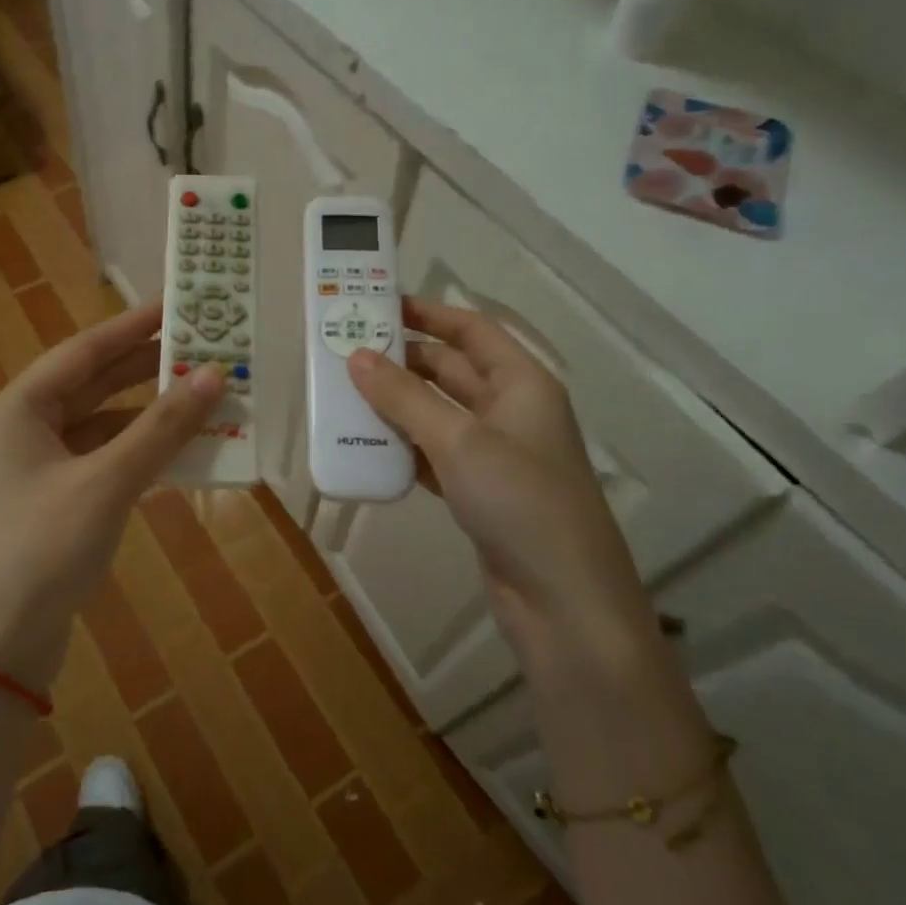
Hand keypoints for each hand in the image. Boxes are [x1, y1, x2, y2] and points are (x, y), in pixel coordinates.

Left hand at [0, 302, 224, 689]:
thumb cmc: (42, 549)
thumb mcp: (106, 482)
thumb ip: (161, 428)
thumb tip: (213, 376)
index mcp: (17, 409)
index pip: (83, 351)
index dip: (132, 326)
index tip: (177, 305)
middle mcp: (20, 430)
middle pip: (91, 385)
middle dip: (145, 368)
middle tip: (201, 348)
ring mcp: (33, 470)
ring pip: (98, 426)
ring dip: (146, 414)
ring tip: (200, 396)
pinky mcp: (50, 505)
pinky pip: (100, 462)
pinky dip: (136, 454)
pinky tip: (176, 451)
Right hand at [347, 297, 651, 651]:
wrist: (561, 599)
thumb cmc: (520, 502)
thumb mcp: (459, 441)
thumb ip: (405, 398)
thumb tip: (357, 357)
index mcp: (521, 383)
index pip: (471, 330)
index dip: (427, 313)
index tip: (378, 306)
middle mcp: (510, 411)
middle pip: (450, 370)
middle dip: (402, 360)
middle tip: (346, 353)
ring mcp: (495, 454)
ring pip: (437, 414)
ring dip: (397, 405)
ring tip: (344, 396)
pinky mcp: (479, 491)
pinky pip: (434, 454)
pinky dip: (404, 448)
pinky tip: (368, 447)